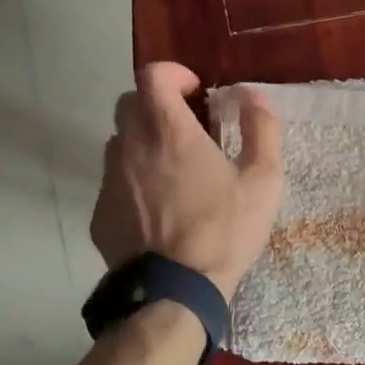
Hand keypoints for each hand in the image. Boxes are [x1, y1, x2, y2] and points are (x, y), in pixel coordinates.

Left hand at [90, 62, 283, 301]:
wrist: (174, 290)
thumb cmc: (224, 230)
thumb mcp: (263, 180)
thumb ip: (262, 129)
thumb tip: (254, 97)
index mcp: (169, 131)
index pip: (152, 75)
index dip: (173, 74)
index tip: (195, 92)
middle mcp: (131, 146)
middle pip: (130, 103)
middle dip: (158, 105)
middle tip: (188, 128)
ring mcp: (109, 179)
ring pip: (119, 142)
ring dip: (144, 142)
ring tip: (173, 169)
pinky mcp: (100, 212)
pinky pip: (114, 180)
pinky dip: (134, 180)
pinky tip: (158, 208)